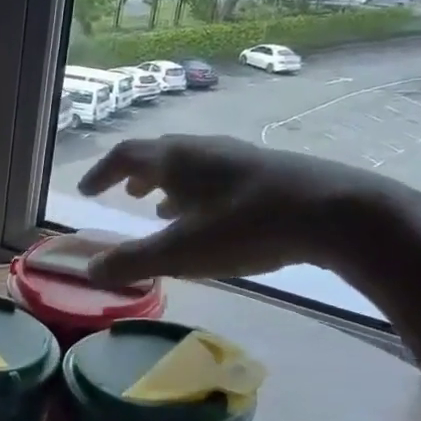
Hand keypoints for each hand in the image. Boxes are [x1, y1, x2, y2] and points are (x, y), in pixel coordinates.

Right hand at [77, 136, 420, 287]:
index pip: (125, 155)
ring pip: (192, 166)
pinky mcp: (268, 173)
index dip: (101, 172)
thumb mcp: (181, 252)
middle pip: (160, 154)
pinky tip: (210, 217)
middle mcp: (205, 150)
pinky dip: (198, 193)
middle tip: (124, 194)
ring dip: (169, 184)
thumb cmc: (246, 228)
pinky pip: (217, 177)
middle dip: (136, 174)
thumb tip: (90, 270)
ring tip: (161, 208)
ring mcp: (239, 158)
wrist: (336, 213)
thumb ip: (132, 262)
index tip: (85, 191)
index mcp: (177, 160)